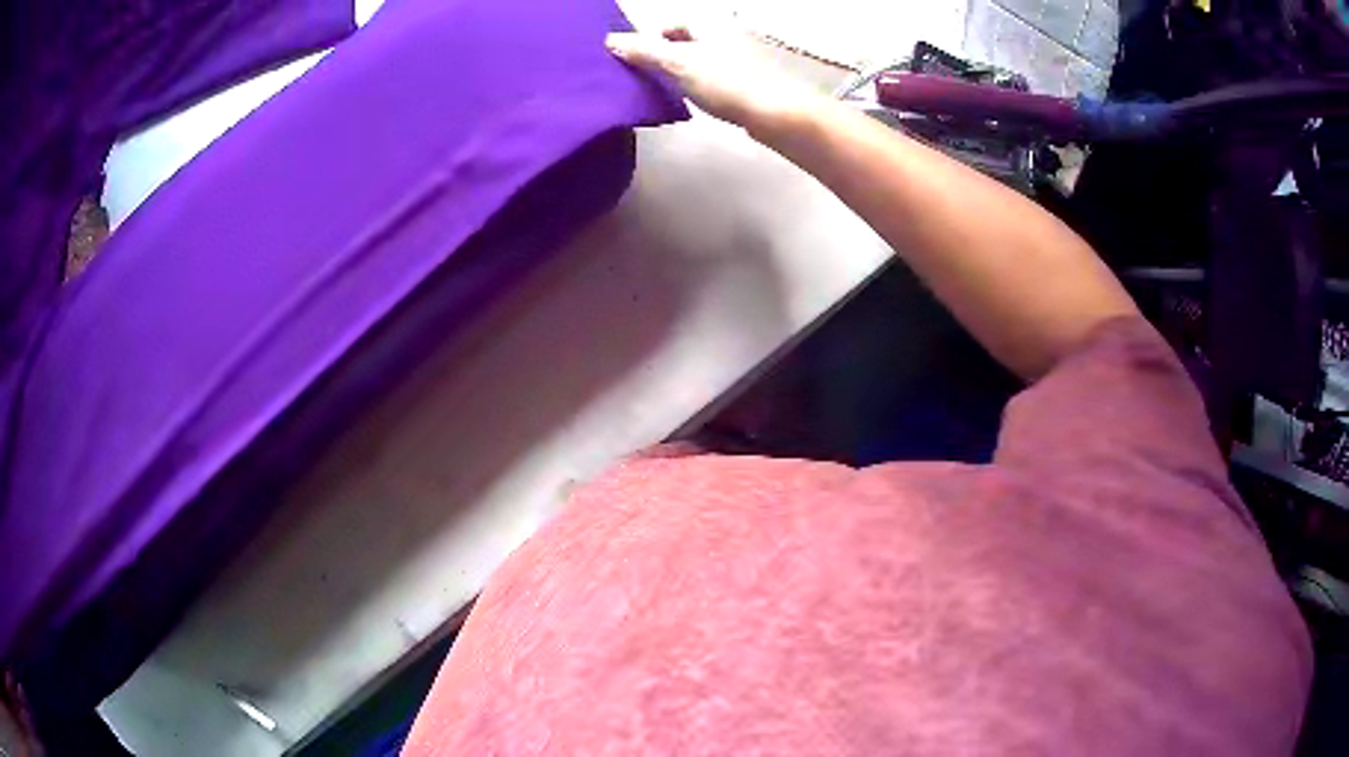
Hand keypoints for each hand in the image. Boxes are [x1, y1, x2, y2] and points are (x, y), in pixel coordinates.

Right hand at [605, 26, 819, 130]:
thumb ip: (643, 51)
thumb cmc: (725, 82)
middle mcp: (724, 33)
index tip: (635, 61)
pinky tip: (692, 100)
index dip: (648, 39)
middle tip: (646, 77)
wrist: (774, 113)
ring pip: (697, 59)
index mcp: (709, 22)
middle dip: (662, 56)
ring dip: (679, 72)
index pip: (668, 23)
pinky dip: (697, 84)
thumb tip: (609, 41)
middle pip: (683, 41)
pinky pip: (711, 75)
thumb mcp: (677, 63)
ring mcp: (738, 56)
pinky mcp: (746, 79)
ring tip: (665, 90)